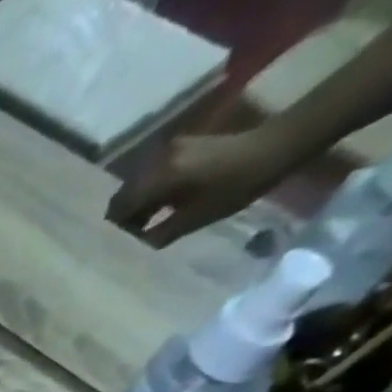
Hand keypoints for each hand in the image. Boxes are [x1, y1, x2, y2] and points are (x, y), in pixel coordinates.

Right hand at [107, 127, 300, 247]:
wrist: (276, 146)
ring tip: (147, 222)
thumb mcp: (195, 218)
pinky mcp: (182, 146)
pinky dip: (151, 190)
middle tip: (132, 236)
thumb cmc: (236, 186)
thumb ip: (159, 233)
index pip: (119, 206)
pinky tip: (161, 204)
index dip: (116, 228)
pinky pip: (153, 173)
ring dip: (137, 203)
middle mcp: (158, 159)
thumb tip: (136, 244)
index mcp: (160, 176)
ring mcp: (170, 149)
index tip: (121, 244)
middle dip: (124, 215)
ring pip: (138, 183)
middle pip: (125, 193)